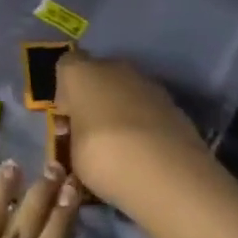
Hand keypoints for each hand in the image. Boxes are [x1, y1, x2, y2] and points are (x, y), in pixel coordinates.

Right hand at [53, 51, 210, 208]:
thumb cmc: (104, 157)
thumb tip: (81, 136)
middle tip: (92, 132)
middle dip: (94, 98)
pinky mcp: (172, 102)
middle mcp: (113, 68)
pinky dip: (144, 121)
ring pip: (125, 89)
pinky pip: (147, 106)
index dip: (65, 91)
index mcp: (81, 73)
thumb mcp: (72, 154)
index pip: (66, 66)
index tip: (67, 118)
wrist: (167, 171)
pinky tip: (144, 149)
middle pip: (98, 75)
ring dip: (120, 108)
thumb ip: (74, 136)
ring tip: (121, 145)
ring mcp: (147, 82)